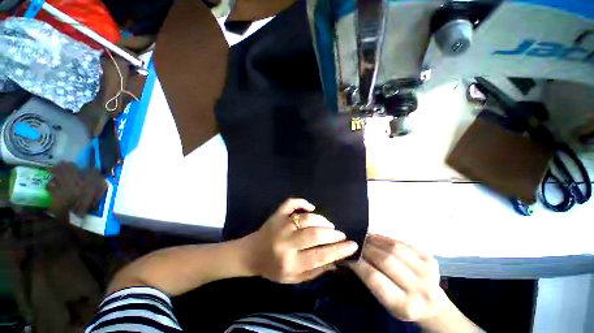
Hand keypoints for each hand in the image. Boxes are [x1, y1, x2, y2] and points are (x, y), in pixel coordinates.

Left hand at [243, 198, 357, 283]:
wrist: (251, 254)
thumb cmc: (273, 269)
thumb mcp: (294, 278)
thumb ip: (315, 271)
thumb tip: (336, 261)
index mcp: (290, 262)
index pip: (320, 256)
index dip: (339, 250)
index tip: (353, 245)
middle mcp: (285, 242)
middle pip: (315, 234)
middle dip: (333, 234)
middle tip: (341, 235)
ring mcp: (281, 224)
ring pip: (307, 218)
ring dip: (322, 220)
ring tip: (329, 225)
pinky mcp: (277, 214)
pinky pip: (291, 203)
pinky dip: (302, 202)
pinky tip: (311, 207)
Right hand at [350, 234, 445, 321]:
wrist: (431, 303)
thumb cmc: (402, 304)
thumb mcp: (384, 301)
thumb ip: (369, 279)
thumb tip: (350, 255)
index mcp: (405, 305)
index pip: (374, 278)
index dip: (358, 263)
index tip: (347, 254)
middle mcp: (419, 289)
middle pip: (385, 260)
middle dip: (365, 248)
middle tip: (354, 242)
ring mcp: (427, 271)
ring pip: (393, 248)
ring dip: (375, 240)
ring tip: (364, 238)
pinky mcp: (429, 258)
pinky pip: (402, 242)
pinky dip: (385, 238)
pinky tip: (376, 238)